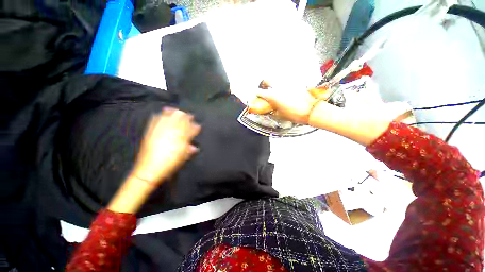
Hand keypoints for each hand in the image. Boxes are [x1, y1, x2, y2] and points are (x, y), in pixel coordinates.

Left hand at [130, 108, 200, 185]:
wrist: (149, 169)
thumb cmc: (170, 164)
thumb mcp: (183, 158)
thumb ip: (189, 150)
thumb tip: (194, 147)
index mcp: (181, 139)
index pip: (190, 130)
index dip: (195, 127)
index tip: (198, 125)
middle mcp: (171, 132)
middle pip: (180, 121)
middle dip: (186, 117)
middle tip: (190, 115)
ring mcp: (160, 131)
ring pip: (169, 118)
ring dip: (174, 113)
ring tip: (177, 110)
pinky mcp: (150, 132)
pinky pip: (155, 120)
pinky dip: (159, 116)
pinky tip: (162, 113)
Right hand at [249, 87, 327, 123]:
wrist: (311, 111)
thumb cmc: (294, 114)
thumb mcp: (279, 115)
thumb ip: (272, 110)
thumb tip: (269, 109)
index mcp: (273, 96)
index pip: (260, 92)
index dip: (256, 94)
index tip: (255, 95)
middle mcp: (278, 87)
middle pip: (267, 80)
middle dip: (264, 83)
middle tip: (264, 89)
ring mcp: (287, 84)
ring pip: (277, 80)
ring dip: (273, 85)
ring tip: (275, 91)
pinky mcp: (295, 84)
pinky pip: (286, 83)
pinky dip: (283, 86)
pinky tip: (285, 92)